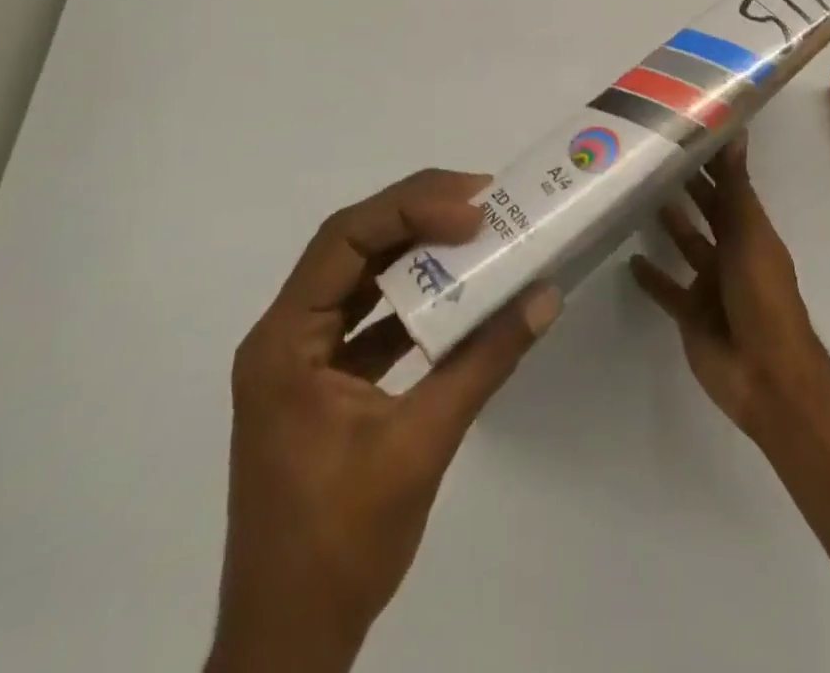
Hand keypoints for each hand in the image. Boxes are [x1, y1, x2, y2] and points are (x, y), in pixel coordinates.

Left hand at [208, 170, 562, 672]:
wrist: (288, 645)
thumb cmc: (340, 543)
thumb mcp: (421, 443)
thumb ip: (485, 361)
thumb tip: (545, 296)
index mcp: (284, 342)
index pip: (344, 240)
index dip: (410, 210)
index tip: (473, 211)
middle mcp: (284, 336)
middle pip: (351, 246)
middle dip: (417, 215)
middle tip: (483, 201)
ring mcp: (300, 360)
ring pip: (361, 278)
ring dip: (417, 253)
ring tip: (477, 233)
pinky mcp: (322, 384)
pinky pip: (370, 319)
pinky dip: (414, 300)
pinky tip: (459, 296)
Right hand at [630, 136, 829, 443]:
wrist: (764, 374)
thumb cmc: (761, 295)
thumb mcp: (748, 234)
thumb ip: (735, 187)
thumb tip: (735, 130)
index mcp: (750, 230)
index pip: (729, 186)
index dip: (711, 161)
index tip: (684, 131)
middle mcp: (732, 251)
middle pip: (707, 211)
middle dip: (687, 187)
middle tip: (652, 158)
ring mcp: (711, 283)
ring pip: (686, 245)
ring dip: (669, 224)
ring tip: (637, 196)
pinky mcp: (691, 313)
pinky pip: (667, 289)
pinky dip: (652, 276)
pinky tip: (629, 259)